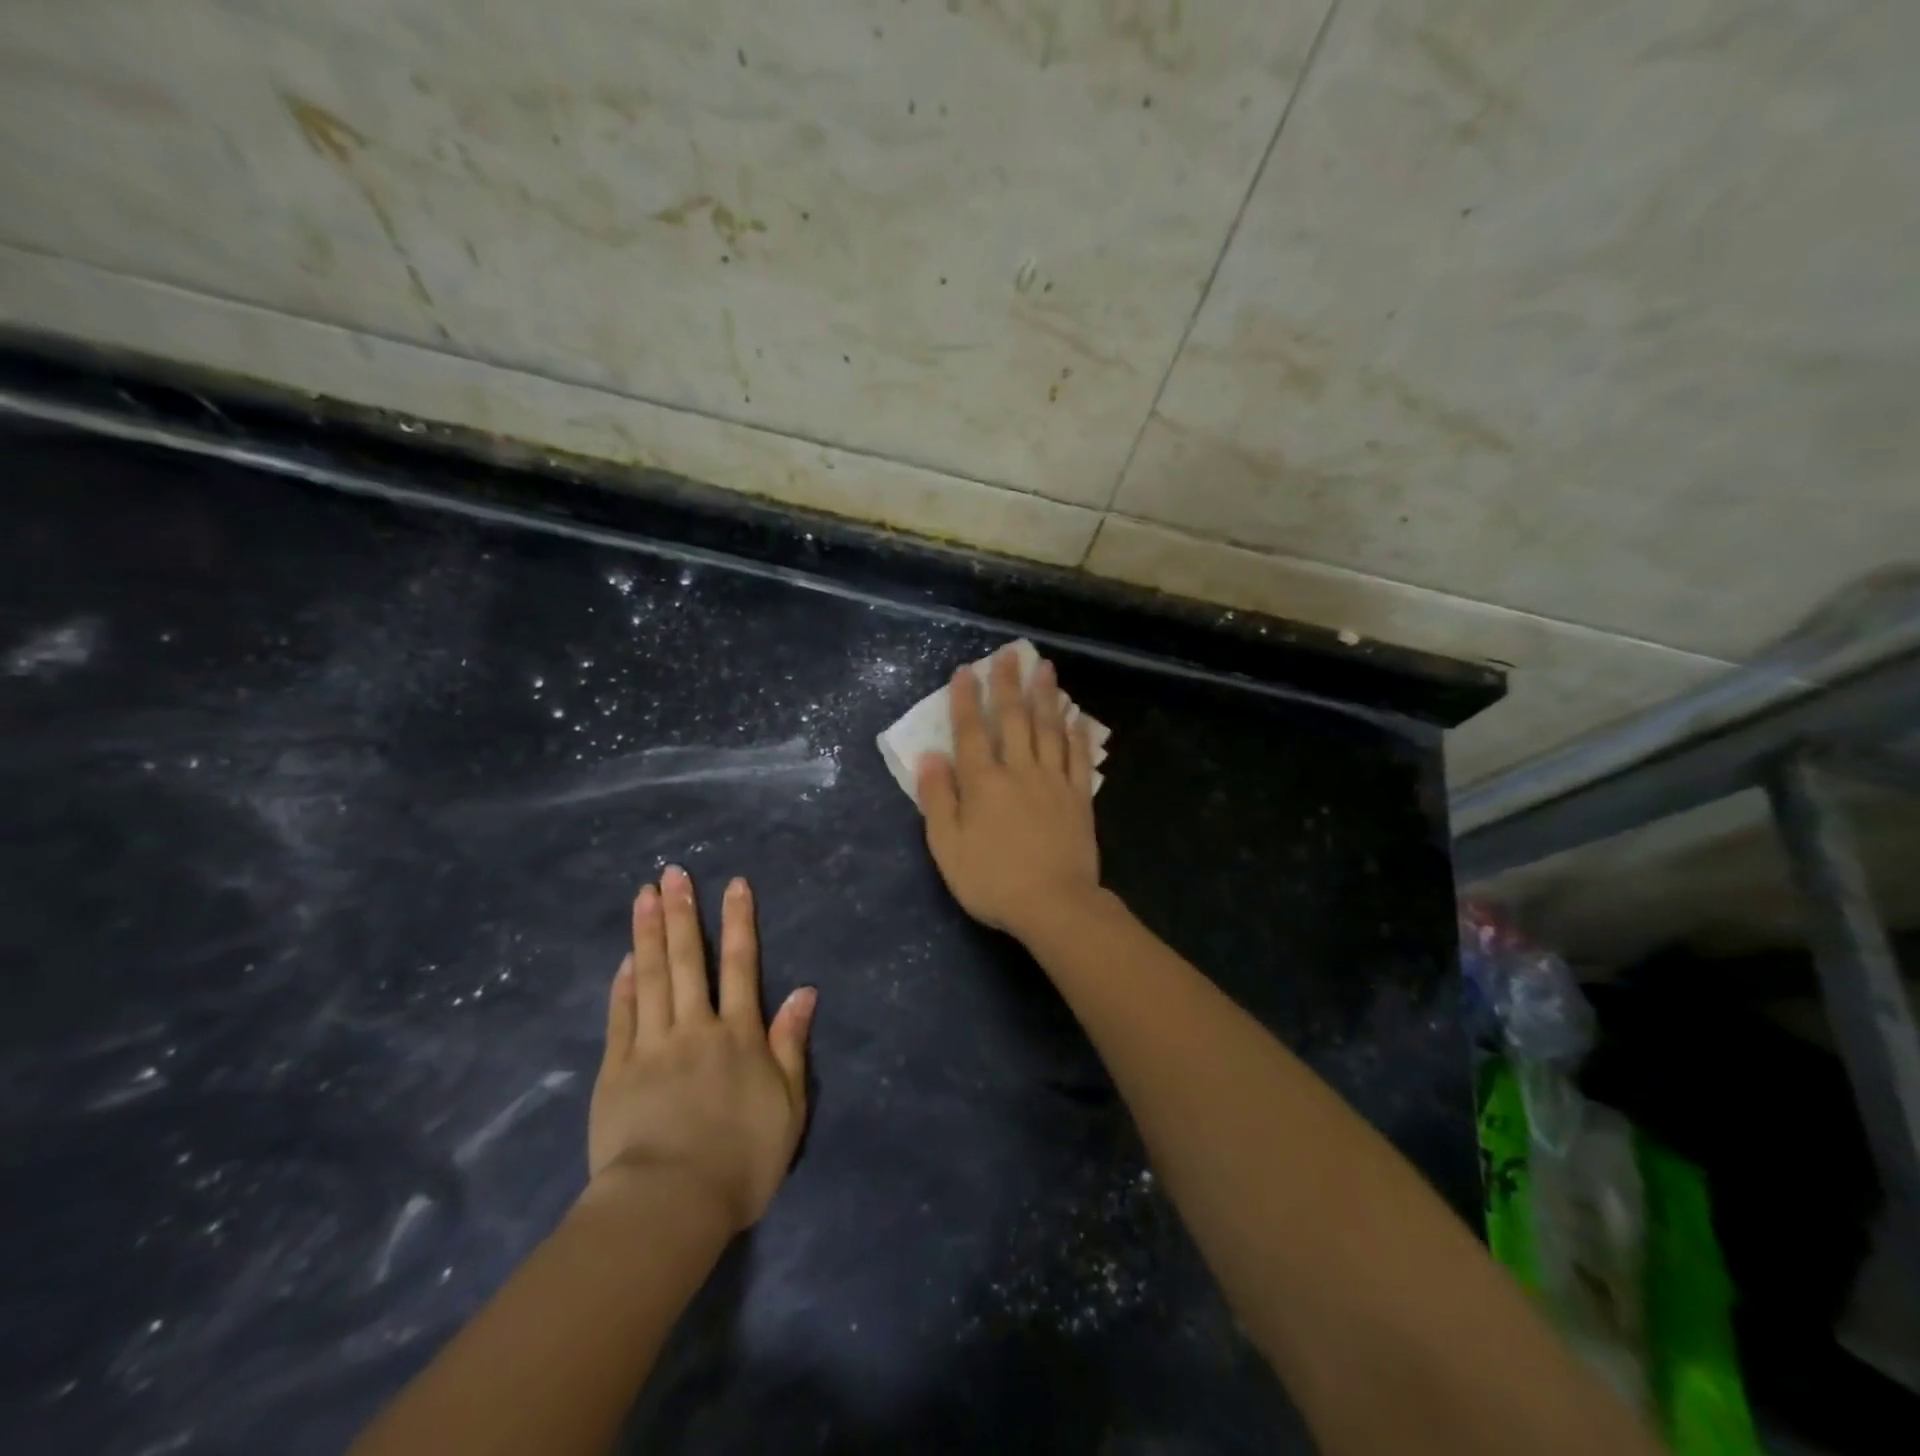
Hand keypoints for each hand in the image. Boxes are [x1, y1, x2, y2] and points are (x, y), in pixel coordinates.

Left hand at [587, 866, 816, 1234]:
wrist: (669, 1205)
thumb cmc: (740, 1160)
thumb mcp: (787, 1106)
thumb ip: (791, 1045)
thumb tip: (804, 991)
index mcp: (738, 1035)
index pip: (740, 964)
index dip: (738, 921)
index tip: (733, 884)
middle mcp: (695, 1027)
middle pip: (687, 960)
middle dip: (682, 912)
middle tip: (673, 873)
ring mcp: (651, 1046)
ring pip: (650, 977)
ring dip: (648, 933)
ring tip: (644, 895)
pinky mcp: (617, 1070)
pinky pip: (621, 1016)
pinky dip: (623, 985)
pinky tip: (624, 960)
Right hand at [916, 646, 1100, 941]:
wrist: (1053, 905)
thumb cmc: (992, 880)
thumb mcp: (948, 846)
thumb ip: (938, 799)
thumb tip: (930, 757)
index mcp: (983, 782)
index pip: (971, 731)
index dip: (967, 699)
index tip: (967, 670)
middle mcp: (1019, 771)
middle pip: (1014, 719)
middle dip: (1009, 684)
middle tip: (1010, 653)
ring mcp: (1053, 782)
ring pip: (1049, 729)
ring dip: (1046, 696)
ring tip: (1045, 668)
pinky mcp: (1079, 798)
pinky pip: (1079, 757)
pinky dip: (1077, 734)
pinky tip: (1077, 716)